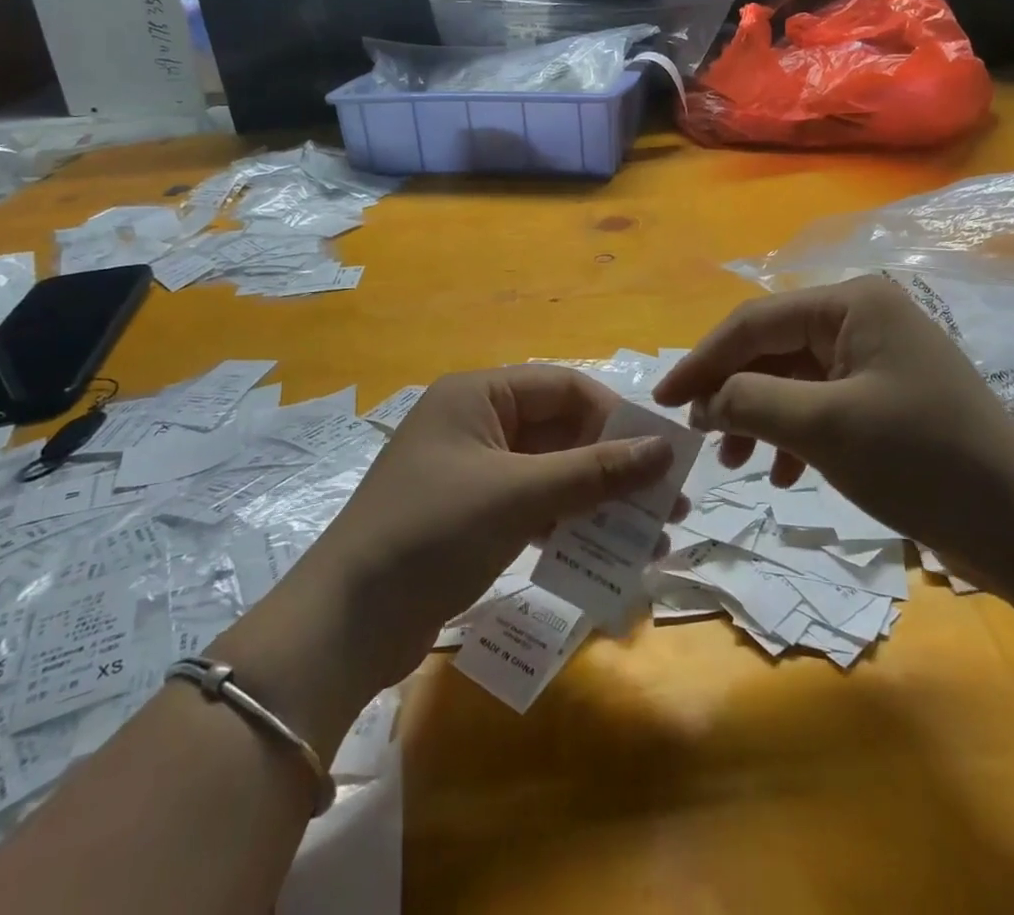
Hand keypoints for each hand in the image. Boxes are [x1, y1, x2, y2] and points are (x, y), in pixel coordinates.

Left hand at [246, 368, 678, 701]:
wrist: (345, 625)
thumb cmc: (432, 534)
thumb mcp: (518, 496)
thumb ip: (593, 472)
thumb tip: (665, 451)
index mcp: (478, 395)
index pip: (563, 388)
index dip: (614, 417)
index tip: (660, 456)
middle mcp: (477, 423)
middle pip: (561, 432)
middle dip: (614, 467)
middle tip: (668, 503)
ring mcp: (473, 472)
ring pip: (552, 474)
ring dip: (599, 501)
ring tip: (652, 536)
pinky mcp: (472, 516)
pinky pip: (534, 507)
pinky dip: (568, 525)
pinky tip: (605, 553)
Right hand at [653, 275, 1013, 589]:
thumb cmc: (923, 461)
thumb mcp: (825, 428)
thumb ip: (751, 402)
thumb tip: (704, 399)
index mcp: (853, 304)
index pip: (756, 321)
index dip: (704, 359)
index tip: (664, 399)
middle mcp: (863, 318)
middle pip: (773, 347)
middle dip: (733, 391)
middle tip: (698, 435)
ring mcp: (877, 358)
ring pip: (793, 378)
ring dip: (759, 417)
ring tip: (736, 461)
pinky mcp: (886, 397)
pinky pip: (821, 404)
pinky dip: (794, 435)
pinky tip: (783, 474)